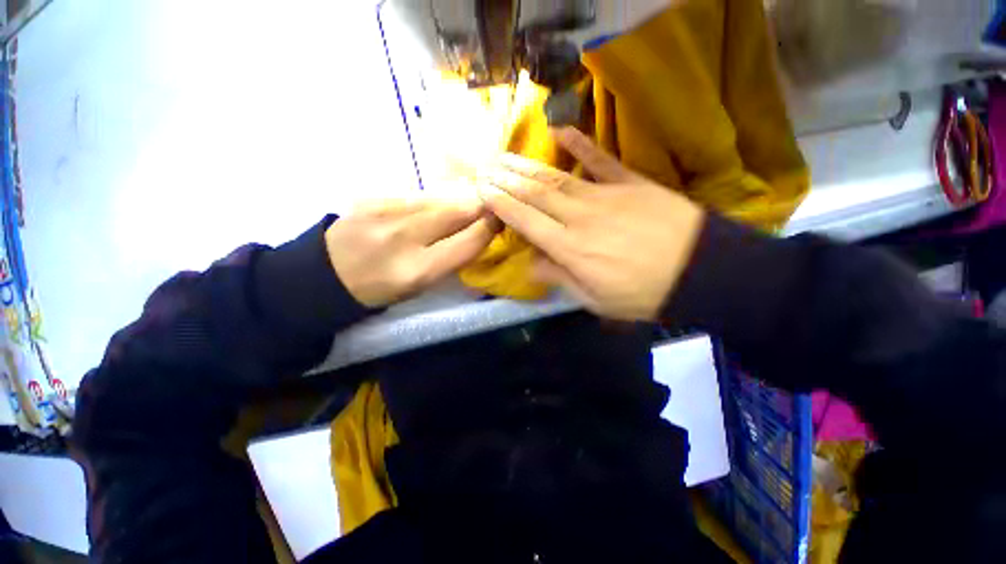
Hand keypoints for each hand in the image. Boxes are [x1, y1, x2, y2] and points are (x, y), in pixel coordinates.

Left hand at [325, 198, 495, 306]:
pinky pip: (418, 196)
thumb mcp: (420, 286)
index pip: (468, 242)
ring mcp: (386, 213)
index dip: (489, 228)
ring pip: (440, 199)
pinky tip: (435, 207)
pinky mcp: (374, 198)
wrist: (325, 274)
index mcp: (418, 270)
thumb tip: (478, 231)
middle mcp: (404, 238)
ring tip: (468, 204)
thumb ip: (451, 258)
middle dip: (480, 206)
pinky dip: (434, 201)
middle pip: (457, 212)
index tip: (501, 221)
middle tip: (492, 205)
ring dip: (459, 202)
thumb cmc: (380, 290)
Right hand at [479, 127, 704, 321]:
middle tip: (485, 169)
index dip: (501, 205)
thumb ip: (560, 278)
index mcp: (569, 248)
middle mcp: (578, 217)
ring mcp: (604, 195)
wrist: (700, 270)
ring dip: (527, 166)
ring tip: (504, 156)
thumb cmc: (643, 293)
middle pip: (535, 195)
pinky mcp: (629, 182)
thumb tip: (531, 263)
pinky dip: (580, 144)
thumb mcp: (595, 300)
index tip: (483, 192)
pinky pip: (600, 160)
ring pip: (556, 177)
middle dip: (506, 181)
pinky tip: (560, 131)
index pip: (525, 221)